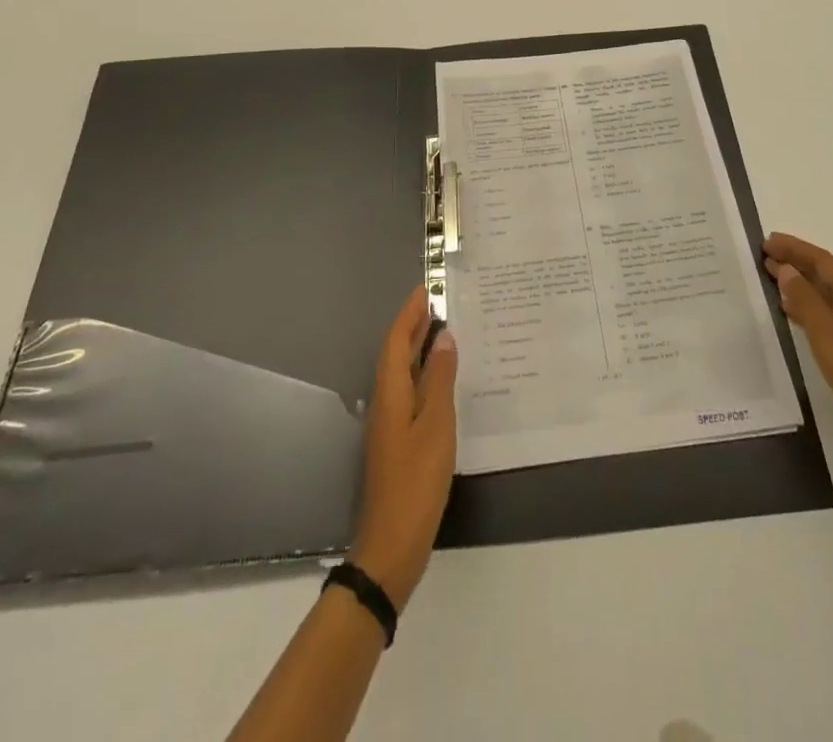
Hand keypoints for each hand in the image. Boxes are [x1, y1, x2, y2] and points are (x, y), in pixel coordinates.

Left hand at [348, 286, 456, 610]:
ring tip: (446, 330)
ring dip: (420, 348)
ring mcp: (391, 423)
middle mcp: (386, 401)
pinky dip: (425, 374)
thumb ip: (440, 379)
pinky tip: (445, 379)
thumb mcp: (436, 425)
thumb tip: (444, 338)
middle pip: (396, 353)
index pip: (396, 340)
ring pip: (404, 372)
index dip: (410, 313)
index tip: (426, 288)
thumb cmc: (416, 480)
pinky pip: (411, 391)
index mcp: (391, 393)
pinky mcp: (399, 441)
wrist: (393, 543)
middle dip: (414, 325)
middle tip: (439, 302)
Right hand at [764, 232, 832, 487]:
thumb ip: (806, 303)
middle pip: (826, 276)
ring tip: (770, 281)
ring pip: (825, 298)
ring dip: (799, 286)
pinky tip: (791, 318)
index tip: (766, 242)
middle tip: (763, 257)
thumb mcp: (830, 337)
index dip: (796, 248)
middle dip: (796, 263)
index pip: (824, 262)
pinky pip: (826, 320)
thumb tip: (786, 269)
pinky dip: (806, 311)